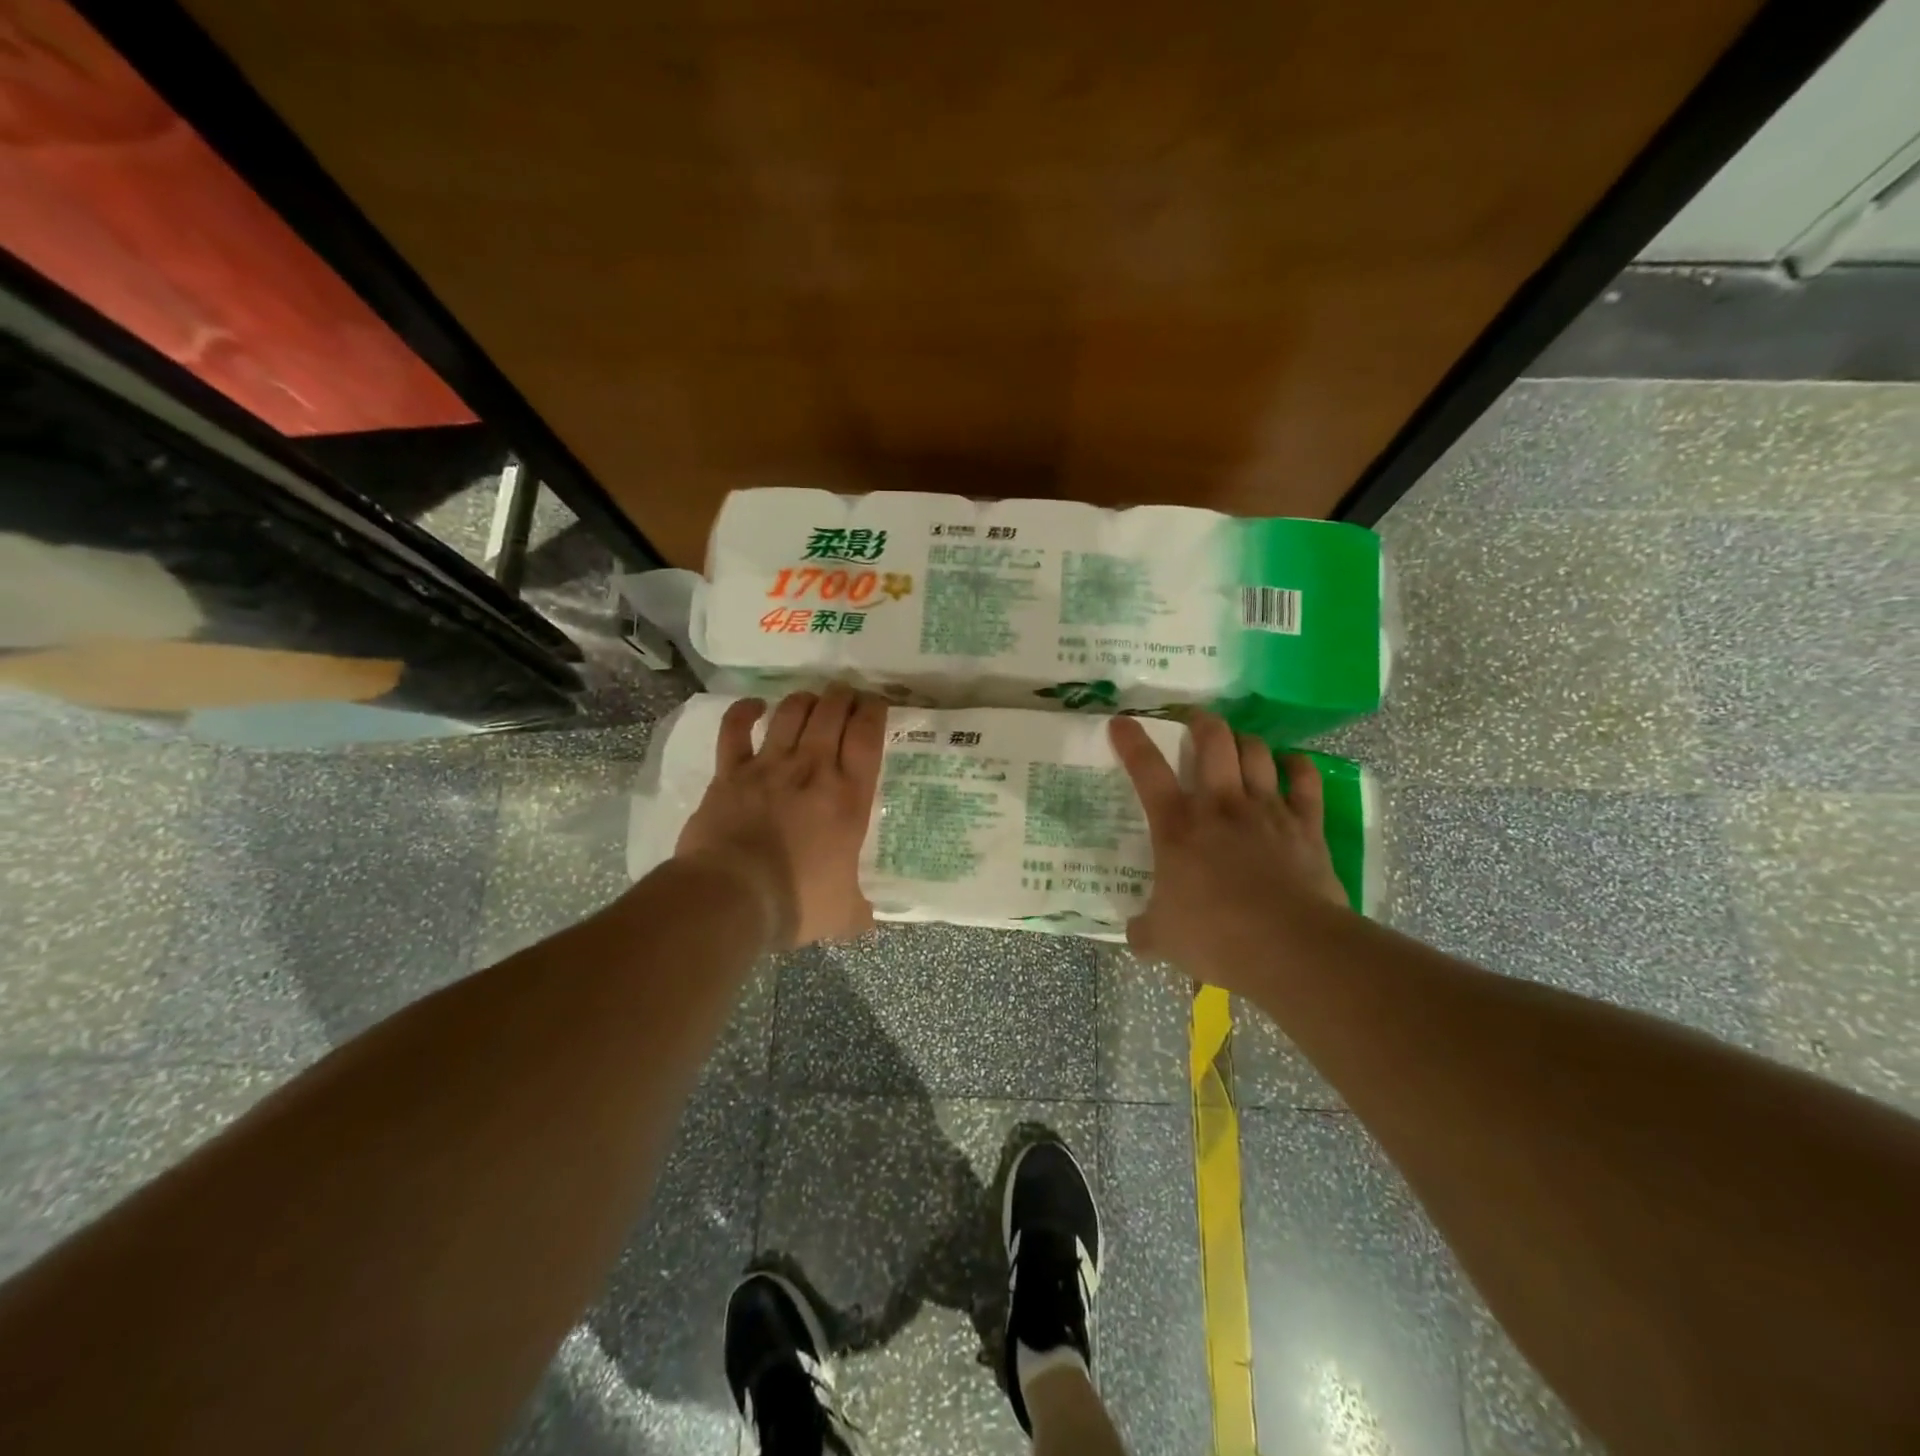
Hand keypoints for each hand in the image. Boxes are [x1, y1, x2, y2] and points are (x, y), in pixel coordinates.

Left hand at [675, 687, 886, 948]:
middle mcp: (813, 769)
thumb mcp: (843, 914)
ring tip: (811, 701)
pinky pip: (735, 729)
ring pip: (791, 712)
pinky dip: (744, 711)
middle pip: (831, 712)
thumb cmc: (797, 901)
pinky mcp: (730, 772)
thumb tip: (869, 920)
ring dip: (804, 700)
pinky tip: (754, 706)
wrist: (732, 896)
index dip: (874, 711)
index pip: (867, 736)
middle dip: (842, 696)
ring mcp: (769, 766)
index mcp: (848, 797)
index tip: (876, 703)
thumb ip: (860, 912)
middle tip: (847, 697)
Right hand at [1110, 710, 1348, 989]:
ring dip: (1244, 740)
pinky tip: (1292, 763)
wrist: (1288, 946)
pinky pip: (1306, 781)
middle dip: (1201, 722)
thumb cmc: (1214, 936)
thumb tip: (1134, 936)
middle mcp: (1220, 805)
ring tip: (1237, 741)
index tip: (1122, 722)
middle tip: (1194, 720)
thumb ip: (1145, 930)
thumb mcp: (1164, 938)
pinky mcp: (1305, 825)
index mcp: (1177, 826)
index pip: (1147, 770)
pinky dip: (1298, 766)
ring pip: (1256, 752)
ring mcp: (1266, 810)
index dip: (1132, 741)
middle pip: (1213, 741)